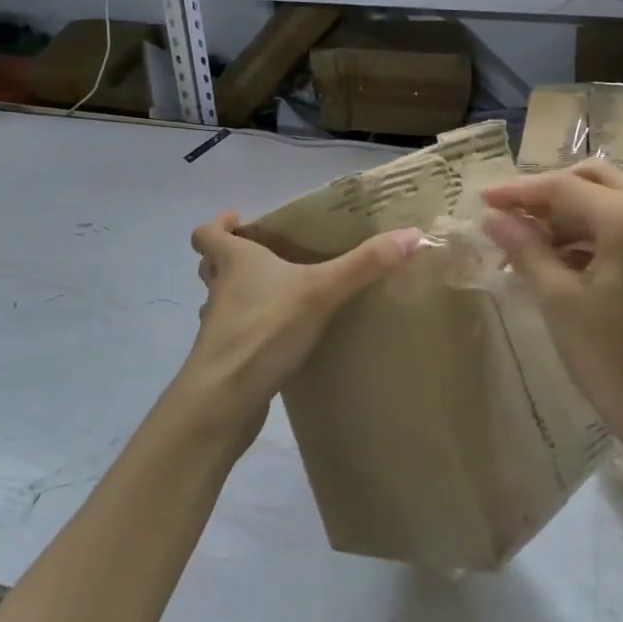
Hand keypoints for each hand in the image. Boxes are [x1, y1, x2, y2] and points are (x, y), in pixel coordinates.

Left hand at [173, 213, 423, 449]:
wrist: (224, 401)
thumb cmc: (264, 331)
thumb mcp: (321, 291)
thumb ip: (365, 264)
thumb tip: (414, 235)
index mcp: (234, 263)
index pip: (208, 234)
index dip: (219, 225)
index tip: (241, 221)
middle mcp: (220, 290)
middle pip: (213, 266)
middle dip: (234, 258)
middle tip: (270, 256)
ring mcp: (219, 328)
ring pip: (223, 301)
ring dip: (242, 295)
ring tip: (280, 296)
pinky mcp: (227, 360)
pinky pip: (238, 335)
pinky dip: (255, 331)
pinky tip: (283, 339)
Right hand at [482, 161, 622, 453]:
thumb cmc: (612, 359)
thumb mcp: (559, 301)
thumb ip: (525, 249)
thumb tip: (492, 218)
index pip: (564, 188)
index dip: (519, 192)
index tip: (482, 200)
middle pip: (593, 181)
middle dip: (547, 194)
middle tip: (508, 217)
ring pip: (612, 200)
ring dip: (570, 213)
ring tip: (528, 242)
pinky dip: (594, 232)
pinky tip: (563, 258)